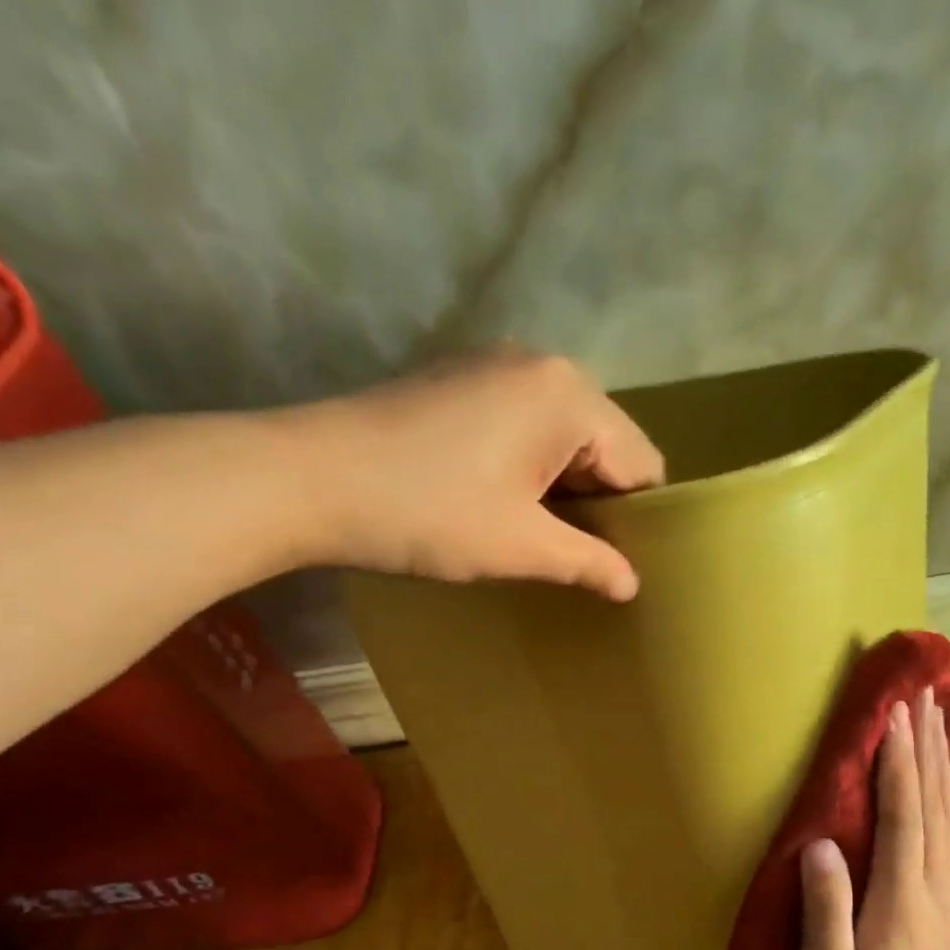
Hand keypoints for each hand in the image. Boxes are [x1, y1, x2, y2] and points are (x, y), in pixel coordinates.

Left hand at [286, 348, 664, 599]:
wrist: (308, 480)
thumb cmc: (427, 513)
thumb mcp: (519, 546)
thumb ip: (588, 562)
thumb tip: (632, 584)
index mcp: (570, 396)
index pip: (642, 462)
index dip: (640, 520)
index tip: (622, 565)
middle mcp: (542, 365)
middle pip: (605, 444)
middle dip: (600, 503)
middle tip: (582, 561)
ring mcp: (495, 367)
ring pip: (563, 438)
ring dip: (562, 489)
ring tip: (541, 540)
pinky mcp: (460, 382)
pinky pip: (524, 427)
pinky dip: (529, 468)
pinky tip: (502, 506)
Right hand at [800, 691, 949, 949]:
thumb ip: (824, 904)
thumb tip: (819, 843)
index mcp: (900, 898)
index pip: (903, 816)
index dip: (898, 763)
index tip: (894, 714)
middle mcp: (930, 888)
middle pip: (934, 805)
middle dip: (929, 747)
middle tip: (927, 696)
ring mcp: (941, 897)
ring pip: (946, 818)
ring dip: (940, 765)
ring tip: (938, 722)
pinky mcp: (939, 906)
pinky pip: (946, 836)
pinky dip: (944, 797)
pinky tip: (939, 784)